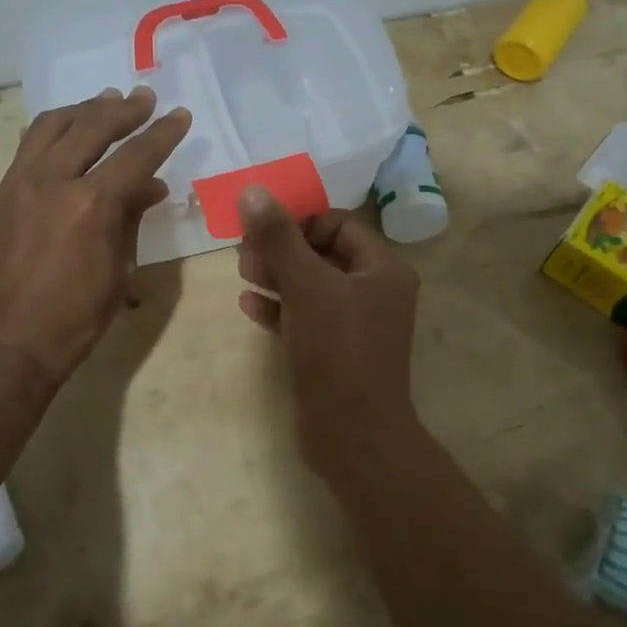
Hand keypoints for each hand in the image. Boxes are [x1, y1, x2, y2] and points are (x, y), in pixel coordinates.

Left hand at [0, 86, 190, 390]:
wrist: (1, 346)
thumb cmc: (72, 320)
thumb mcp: (118, 272)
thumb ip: (131, 219)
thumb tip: (150, 186)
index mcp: (91, 204)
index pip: (136, 155)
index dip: (162, 133)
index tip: (180, 115)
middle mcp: (53, 180)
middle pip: (92, 127)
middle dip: (124, 109)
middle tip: (145, 97)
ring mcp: (20, 183)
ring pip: (53, 125)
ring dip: (84, 109)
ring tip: (106, 100)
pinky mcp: (1, 193)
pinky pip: (29, 145)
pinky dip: (54, 128)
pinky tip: (68, 128)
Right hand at [236, 186, 419, 471]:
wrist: (352, 435)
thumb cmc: (337, 350)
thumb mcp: (306, 285)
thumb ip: (279, 238)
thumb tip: (253, 192)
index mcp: (382, 269)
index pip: (338, 224)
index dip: (300, 221)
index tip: (262, 228)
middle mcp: (374, 291)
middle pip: (321, 252)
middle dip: (282, 249)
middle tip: (246, 253)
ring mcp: (354, 323)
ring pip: (310, 284)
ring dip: (277, 275)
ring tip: (244, 273)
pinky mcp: (334, 350)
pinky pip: (304, 316)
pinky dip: (279, 307)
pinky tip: (249, 305)